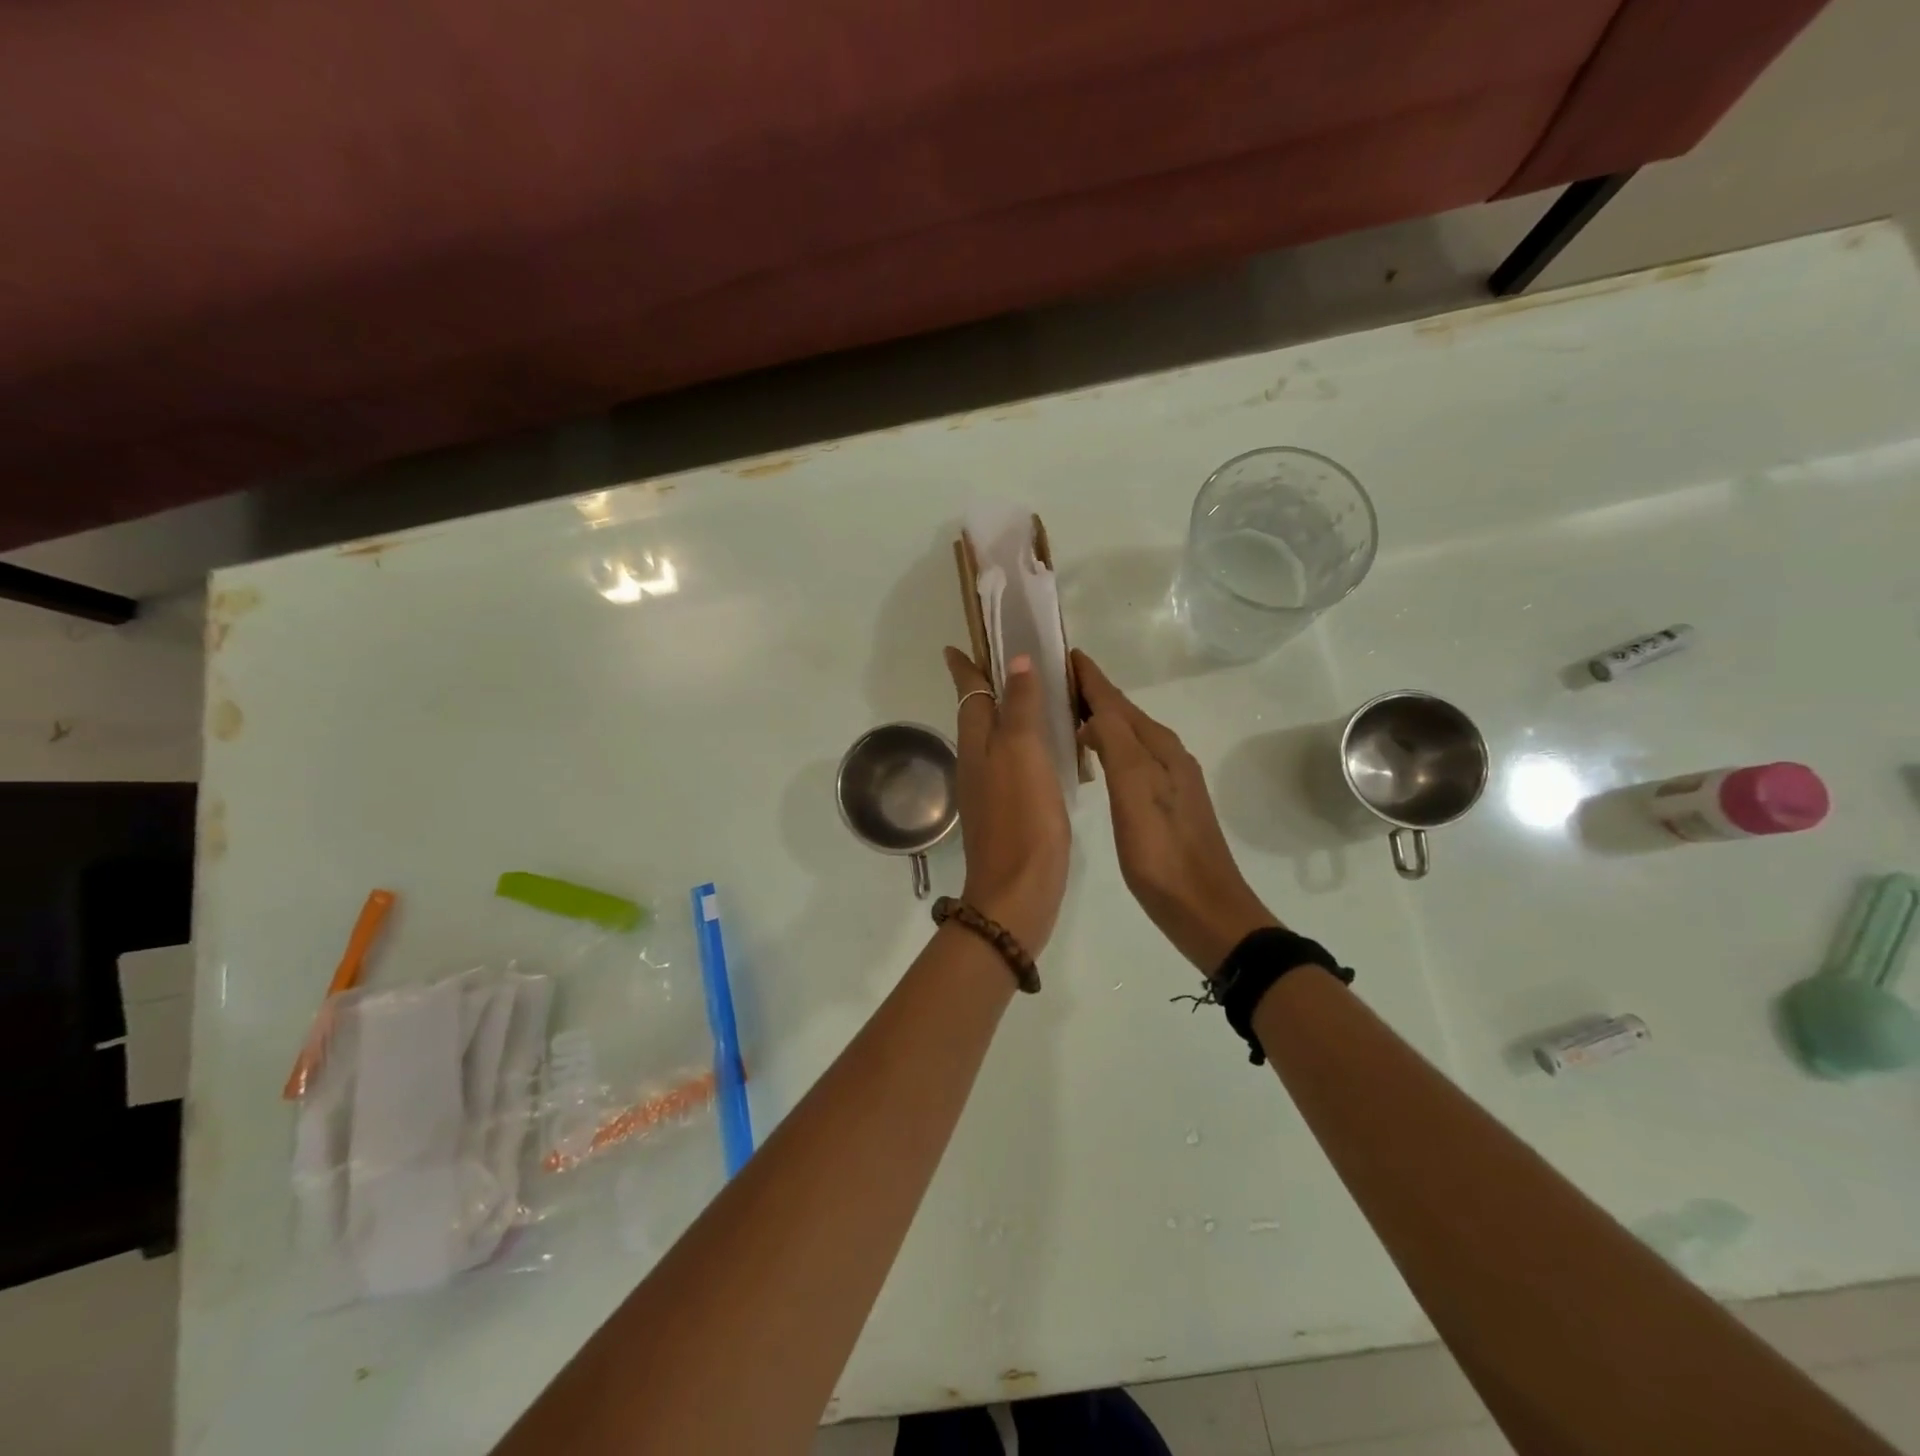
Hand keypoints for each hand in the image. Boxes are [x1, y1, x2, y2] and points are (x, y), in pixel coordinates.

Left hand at [944, 647, 1070, 952]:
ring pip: (995, 739)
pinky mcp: (1007, 811)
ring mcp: (989, 789)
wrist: (1017, 891)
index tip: (957, 646)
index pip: (969, 693)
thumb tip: (1015, 661)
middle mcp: (977, 762)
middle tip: (1009, 664)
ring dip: (1007, 715)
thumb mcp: (1022, 752)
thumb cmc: (1021, 816)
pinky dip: (1023, 746)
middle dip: (987, 687)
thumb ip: (1020, 707)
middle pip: (979, 714)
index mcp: (977, 743)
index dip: (965, 668)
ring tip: (1033, 698)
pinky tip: (1046, 750)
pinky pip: (1012, 763)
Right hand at [1073, 649, 1278, 974]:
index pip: (1116, 700)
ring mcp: (1169, 780)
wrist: (1204, 908)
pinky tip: (1094, 759)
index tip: (1062, 652)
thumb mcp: (1134, 792)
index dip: (1089, 677)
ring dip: (1099, 719)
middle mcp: (1166, 755)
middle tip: (1054, 679)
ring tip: (1066, 713)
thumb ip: (1116, 744)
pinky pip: (1130, 759)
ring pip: (1127, 736)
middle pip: (1123, 713)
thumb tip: (1094, 711)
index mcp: (1158, 747)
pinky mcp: (1165, 804)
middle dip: (1092, 693)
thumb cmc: (1163, 852)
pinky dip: (1108, 747)